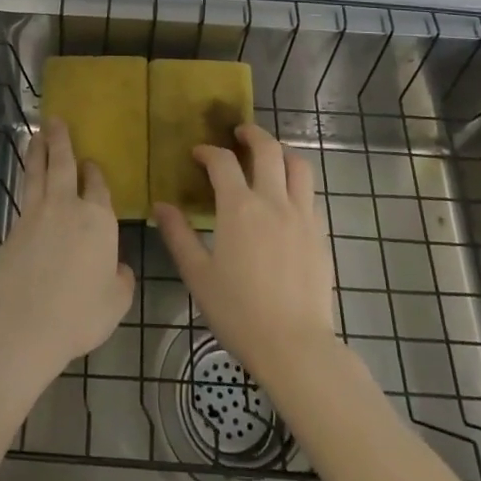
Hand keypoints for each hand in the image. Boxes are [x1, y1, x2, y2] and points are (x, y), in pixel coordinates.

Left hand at [0, 118, 134, 384]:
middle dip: (60, 140)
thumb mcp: (116, 302)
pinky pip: (23, 200)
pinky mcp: (12, 230)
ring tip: (36, 135)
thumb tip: (117, 267)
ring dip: (38, 152)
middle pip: (63, 164)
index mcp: (97, 219)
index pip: (97, 184)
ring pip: (37, 174)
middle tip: (54, 120)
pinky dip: (26, 186)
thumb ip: (120, 279)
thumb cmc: (79, 313)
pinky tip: (27, 188)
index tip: (91, 162)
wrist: (23, 325)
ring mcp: (35, 216)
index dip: (94, 171)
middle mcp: (66, 207)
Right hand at [155, 124, 336, 384]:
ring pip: (298, 164)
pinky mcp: (319, 233)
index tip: (198, 154)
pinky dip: (296, 181)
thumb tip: (161, 206)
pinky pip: (309, 193)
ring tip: (269, 154)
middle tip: (239, 134)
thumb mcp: (198, 275)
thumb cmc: (239, 312)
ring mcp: (302, 215)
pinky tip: (286, 196)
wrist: (295, 346)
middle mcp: (273, 201)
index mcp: (239, 208)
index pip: (222, 162)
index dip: (208, 151)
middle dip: (251, 134)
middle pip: (267, 149)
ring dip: (281, 150)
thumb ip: (179, 236)